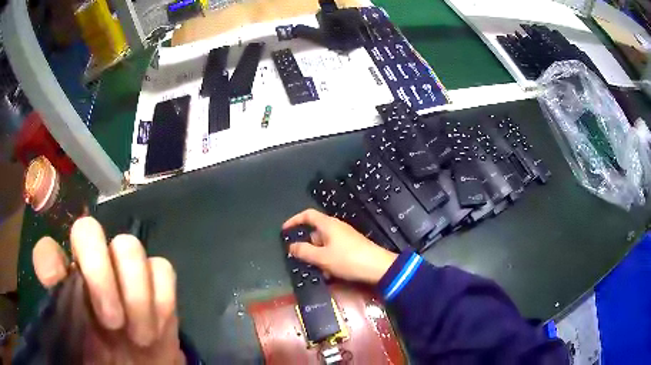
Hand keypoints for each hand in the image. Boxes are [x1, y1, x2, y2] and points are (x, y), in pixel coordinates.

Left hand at [32, 217, 183, 363]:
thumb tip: (57, 302)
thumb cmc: (105, 364)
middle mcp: (91, 269)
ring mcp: (124, 272)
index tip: (53, 281)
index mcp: (66, 284)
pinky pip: (163, 269)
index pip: (48, 252)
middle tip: (112, 322)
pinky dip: (161, 301)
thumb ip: (63, 327)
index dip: (48, 258)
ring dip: (136, 294)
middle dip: (98, 271)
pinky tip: (156, 329)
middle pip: (88, 230)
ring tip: (140, 336)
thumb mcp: (79, 352)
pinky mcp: (157, 284)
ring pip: (128, 246)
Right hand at [283, 209, 397, 283]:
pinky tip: (330, 275)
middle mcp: (336, 228)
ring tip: (318, 271)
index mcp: (328, 225)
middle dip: (307, 246)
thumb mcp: (322, 257)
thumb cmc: (348, 260)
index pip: (308, 215)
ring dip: (318, 257)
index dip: (294, 220)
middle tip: (301, 259)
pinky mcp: (351, 247)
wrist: (378, 267)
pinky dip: (328, 260)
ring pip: (324, 244)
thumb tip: (291, 246)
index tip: (284, 230)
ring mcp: (345, 237)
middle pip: (315, 232)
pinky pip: (333, 251)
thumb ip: (304, 251)